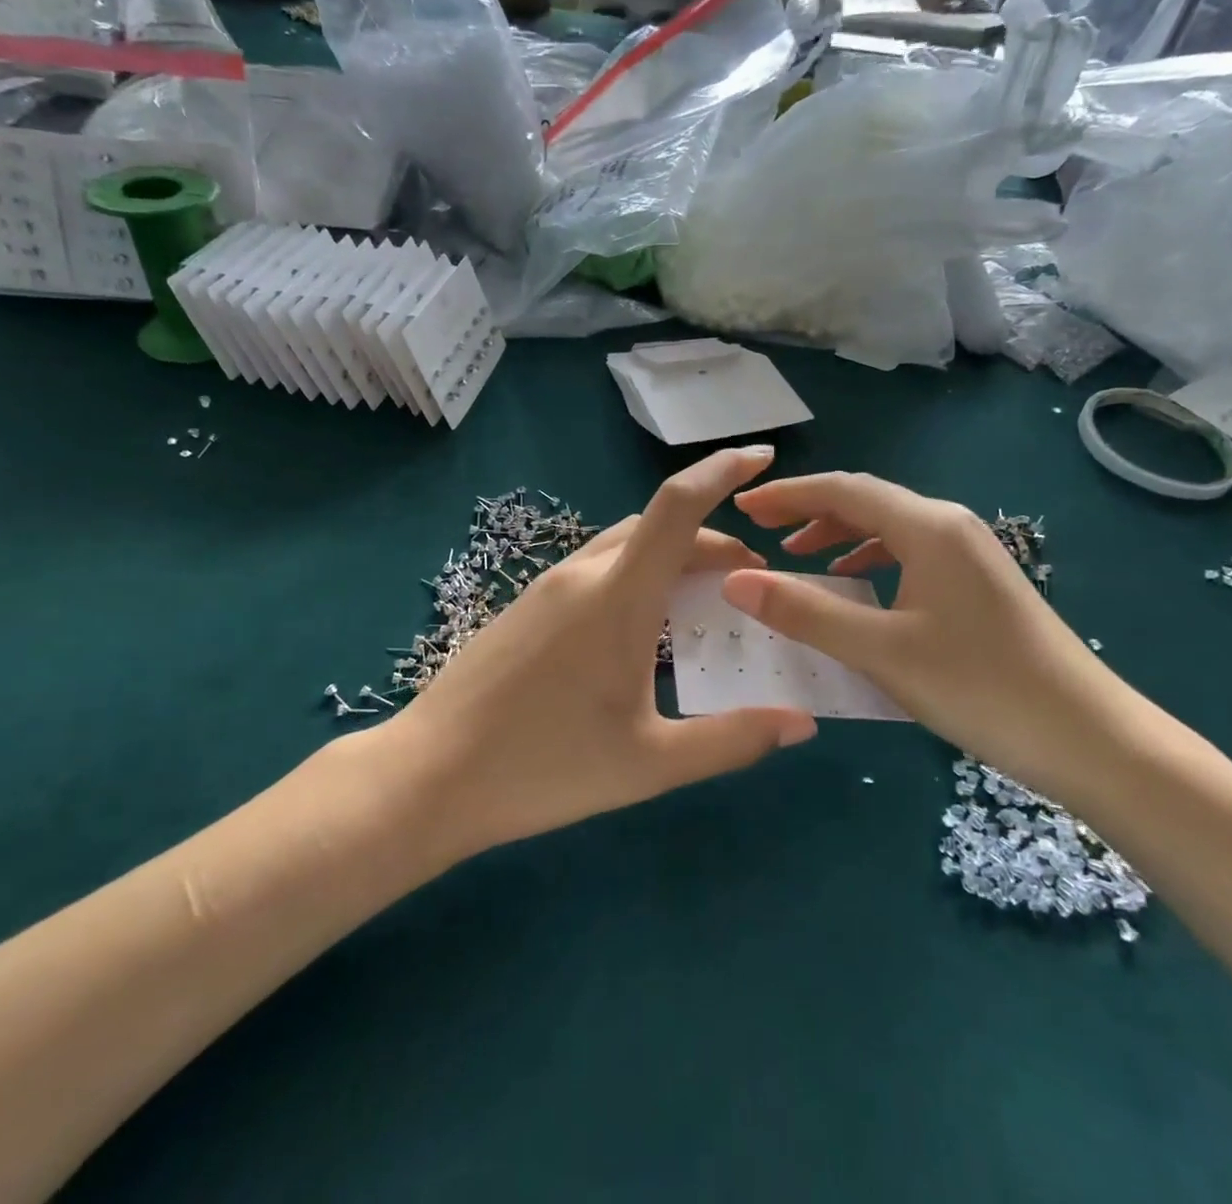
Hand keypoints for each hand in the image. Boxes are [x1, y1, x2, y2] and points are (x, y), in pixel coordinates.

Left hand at [396, 447, 816, 852]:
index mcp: (617, 597)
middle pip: (658, 527)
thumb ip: (731, 740)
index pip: (678, 507)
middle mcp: (582, 575)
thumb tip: (803, 724)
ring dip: (672, 556)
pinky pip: (596, 568)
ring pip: (624, 546)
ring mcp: (547, 587)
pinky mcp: (526, 606)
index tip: (763, 455)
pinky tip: (643, 624)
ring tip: (704, 598)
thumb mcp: (649, 763)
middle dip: (712, 539)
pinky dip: (637, 573)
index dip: (722, 471)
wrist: (429, 776)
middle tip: (749, 579)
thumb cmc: (544, 768)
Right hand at [721, 473, 1146, 796]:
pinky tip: (855, 586)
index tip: (742, 509)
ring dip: (838, 536)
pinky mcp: (978, 584)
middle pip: (865, 502)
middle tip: (760, 531)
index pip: (842, 490)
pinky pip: (909, 555)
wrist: (1092, 739)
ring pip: (888, 528)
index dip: (787, 495)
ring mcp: (969, 554)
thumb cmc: (980, 686)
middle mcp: (948, 525)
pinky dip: (869, 561)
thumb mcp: (881, 650)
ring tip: (798, 558)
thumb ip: (806, 612)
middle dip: (808, 511)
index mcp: (927, 526)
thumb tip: (736, 581)